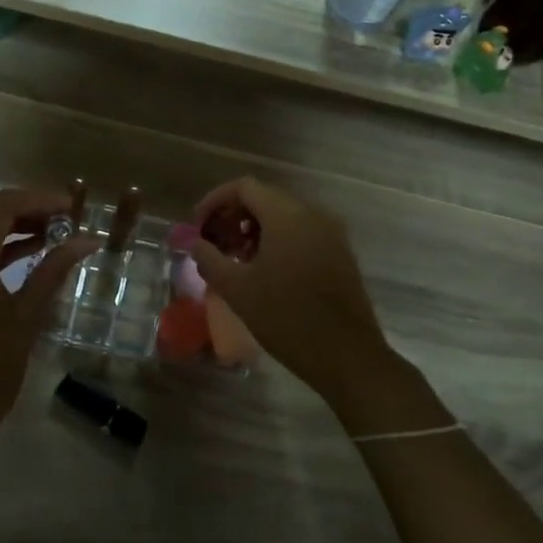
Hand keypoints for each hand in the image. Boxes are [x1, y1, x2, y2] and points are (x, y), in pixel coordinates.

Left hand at [0, 188, 95, 459]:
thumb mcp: (26, 317)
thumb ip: (53, 270)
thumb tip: (86, 241)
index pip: (0, 206)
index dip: (37, 199)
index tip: (70, 207)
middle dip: (21, 204)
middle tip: (59, 218)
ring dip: (5, 222)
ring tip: (49, 234)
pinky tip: (24, 255)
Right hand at [188, 178, 410, 420]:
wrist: (346, 354)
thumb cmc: (286, 317)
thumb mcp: (237, 289)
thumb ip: (209, 259)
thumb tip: (196, 243)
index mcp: (286, 215)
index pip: (244, 187)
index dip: (215, 201)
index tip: (197, 226)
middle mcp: (312, 214)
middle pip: (264, 198)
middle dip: (233, 217)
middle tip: (213, 244)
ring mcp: (330, 233)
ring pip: (284, 216)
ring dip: (254, 230)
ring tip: (235, 260)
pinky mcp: (339, 253)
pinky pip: (301, 233)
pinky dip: (277, 241)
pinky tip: (264, 271)